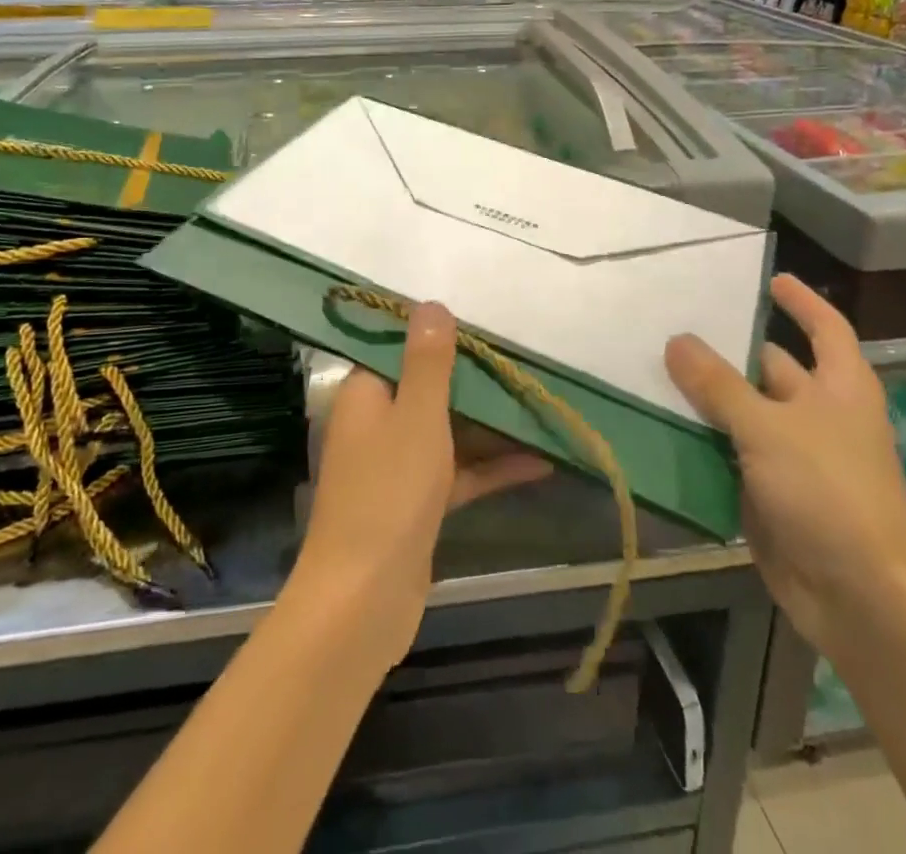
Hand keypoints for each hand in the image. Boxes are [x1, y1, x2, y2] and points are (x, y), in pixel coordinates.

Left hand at [291, 303, 551, 667]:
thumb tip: (431, 304)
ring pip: (449, 431)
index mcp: (366, 394)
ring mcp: (397, 466)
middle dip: (475, 379)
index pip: (399, 348)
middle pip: (429, 388)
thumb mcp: (417, 415)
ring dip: (491, 424)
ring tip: (540, 405)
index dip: (438, 335)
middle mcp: (377, 423)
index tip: (483, 324)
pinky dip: (492, 467)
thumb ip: (428, 361)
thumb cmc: (390, 493)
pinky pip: (459, 472)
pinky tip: (541, 462)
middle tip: (524, 361)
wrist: (364, 601)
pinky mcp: (417, 504)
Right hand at [665, 275, 905, 656]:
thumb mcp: (768, 427)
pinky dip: (701, 440)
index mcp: (840, 387)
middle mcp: (819, 415)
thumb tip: (675, 340)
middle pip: (772, 367)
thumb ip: (717, 383)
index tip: (768, 278)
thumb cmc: (829, 492)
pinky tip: (661, 424)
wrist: (861, 600)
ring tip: (654, 366)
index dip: (801, 302)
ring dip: (706, 396)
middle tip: (676, 322)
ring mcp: (794, 456)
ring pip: (744, 412)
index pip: (825, 327)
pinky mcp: (770, 492)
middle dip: (729, 349)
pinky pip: (730, 453)